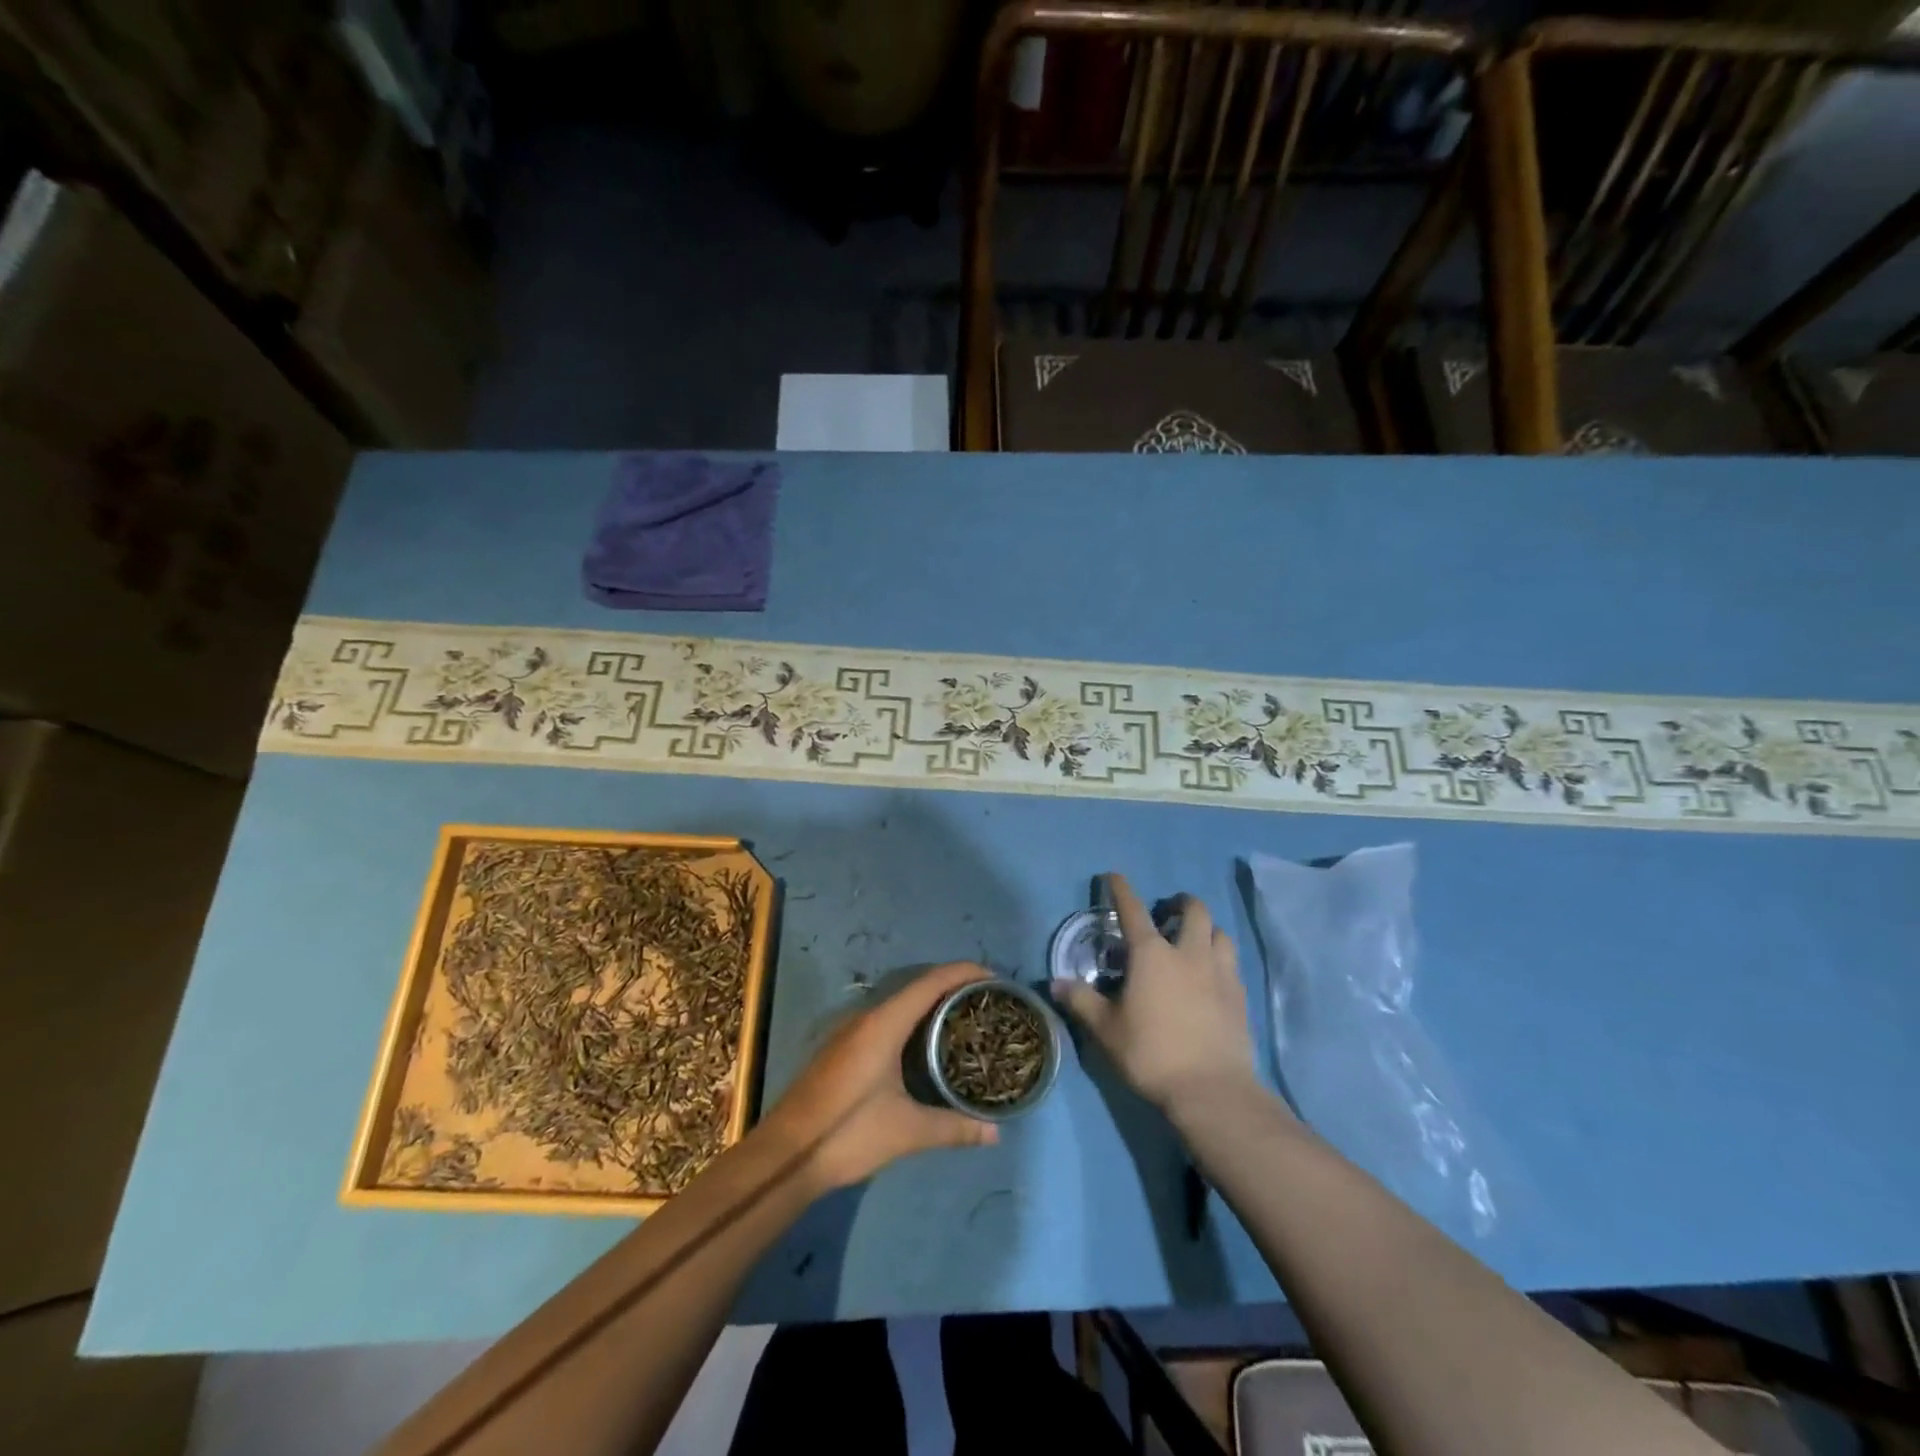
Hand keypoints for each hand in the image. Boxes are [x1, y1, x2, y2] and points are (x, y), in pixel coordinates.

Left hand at [762, 962, 998, 1192]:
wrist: (784, 1156)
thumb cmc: (847, 1133)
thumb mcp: (906, 1131)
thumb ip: (952, 1128)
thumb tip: (995, 1133)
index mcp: (884, 1024)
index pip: (931, 983)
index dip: (963, 973)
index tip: (994, 978)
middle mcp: (867, 1018)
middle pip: (917, 988)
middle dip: (952, 988)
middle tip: (987, 1002)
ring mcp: (851, 1032)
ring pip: (900, 1005)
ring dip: (931, 1005)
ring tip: (964, 1019)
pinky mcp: (843, 1049)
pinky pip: (887, 1020)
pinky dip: (913, 1021)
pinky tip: (927, 1045)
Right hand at [1052, 874, 1259, 1113]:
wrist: (1211, 1089)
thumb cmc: (1151, 1053)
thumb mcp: (1106, 1029)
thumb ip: (1081, 1001)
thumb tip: (1056, 984)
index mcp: (1152, 954)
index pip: (1133, 910)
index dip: (1122, 889)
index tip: (1114, 876)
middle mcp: (1189, 953)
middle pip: (1194, 910)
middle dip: (1179, 903)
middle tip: (1166, 915)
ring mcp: (1220, 972)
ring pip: (1220, 933)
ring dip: (1205, 929)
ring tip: (1193, 942)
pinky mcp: (1240, 996)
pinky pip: (1232, 963)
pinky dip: (1220, 958)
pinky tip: (1211, 977)